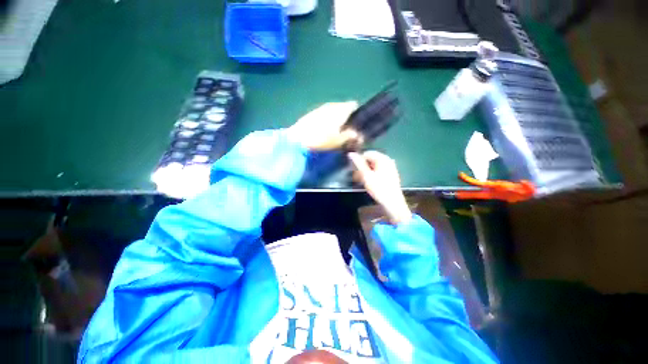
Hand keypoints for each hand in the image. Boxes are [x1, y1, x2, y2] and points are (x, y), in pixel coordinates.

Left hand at [287, 101, 359, 150]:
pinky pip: (323, 115)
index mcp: (341, 109)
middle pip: (343, 108)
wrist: (297, 139)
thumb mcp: (339, 141)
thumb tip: (357, 134)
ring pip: (332, 111)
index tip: (356, 126)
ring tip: (334, 133)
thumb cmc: (322, 140)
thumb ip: (350, 136)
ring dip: (335, 120)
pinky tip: (322, 132)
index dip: (357, 115)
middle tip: (345, 132)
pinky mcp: (311, 113)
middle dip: (346, 118)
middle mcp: (331, 105)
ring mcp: (320, 108)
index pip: (353, 105)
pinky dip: (326, 121)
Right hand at [349, 151, 411, 224]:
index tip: (354, 170)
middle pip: (371, 159)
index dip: (359, 161)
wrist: (392, 202)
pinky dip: (373, 173)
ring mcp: (391, 167)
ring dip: (367, 171)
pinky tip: (370, 182)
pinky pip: (379, 170)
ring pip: (375, 165)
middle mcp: (388, 160)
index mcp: (382, 158)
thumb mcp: (366, 175)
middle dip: (363, 166)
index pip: (367, 154)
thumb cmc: (378, 188)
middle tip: (357, 176)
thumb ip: (358, 163)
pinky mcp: (391, 174)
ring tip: (362, 180)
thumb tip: (351, 153)